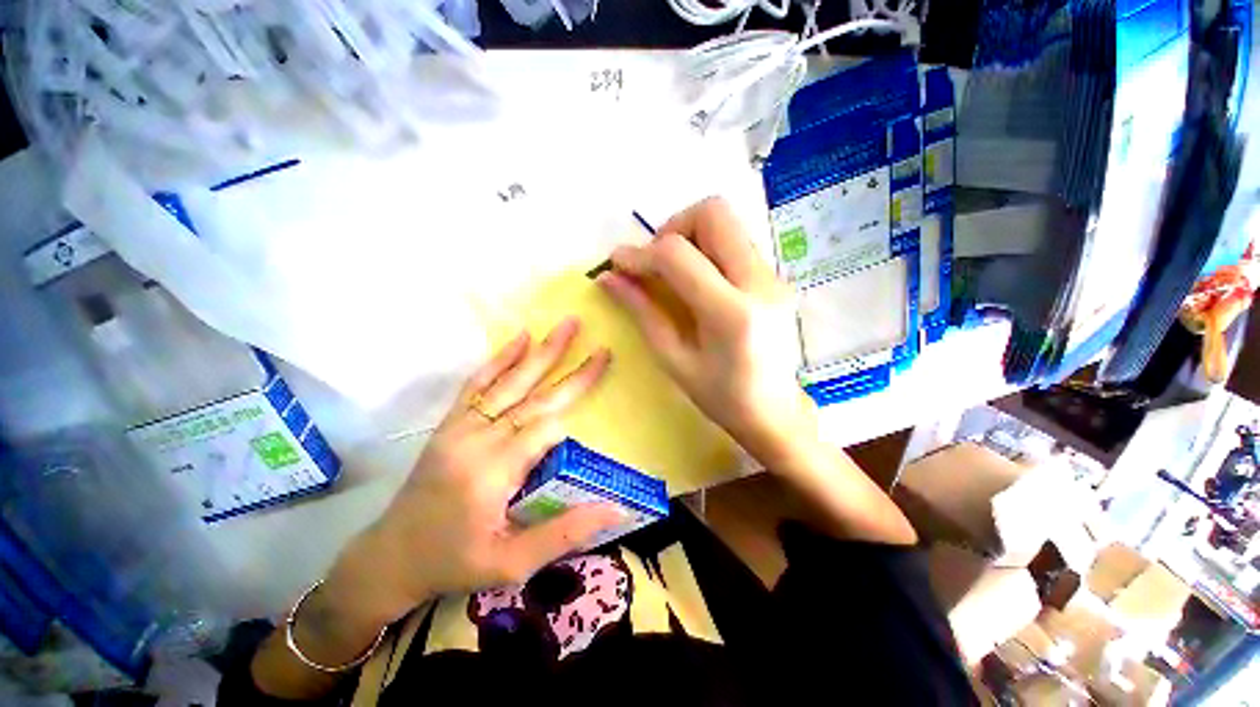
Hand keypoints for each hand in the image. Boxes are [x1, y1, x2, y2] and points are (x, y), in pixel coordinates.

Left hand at [306, 322, 624, 657]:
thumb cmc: (453, 563)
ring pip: (510, 382)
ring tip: (567, 326)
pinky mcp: (451, 422)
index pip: (545, 432)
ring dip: (542, 353)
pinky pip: (478, 383)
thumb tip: (616, 510)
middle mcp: (477, 440)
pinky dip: (501, 358)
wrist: (389, 558)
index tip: (583, 436)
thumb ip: (565, 534)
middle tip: (601, 350)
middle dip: (573, 373)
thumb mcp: (512, 565)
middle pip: (535, 399)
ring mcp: (461, 426)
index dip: (568, 427)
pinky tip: (521, 338)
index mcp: (492, 474)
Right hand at [597, 197, 817, 466]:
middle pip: (714, 213)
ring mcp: (773, 277)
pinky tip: (698, 282)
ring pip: (727, 223)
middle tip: (657, 263)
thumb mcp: (674, 360)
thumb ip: (642, 312)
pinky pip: (736, 243)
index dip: (640, 253)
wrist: (775, 412)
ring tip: (674, 273)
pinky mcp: (776, 278)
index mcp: (731, 313)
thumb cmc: (720, 397)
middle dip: (673, 228)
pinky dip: (708, 249)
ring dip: (691, 236)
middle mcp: (759, 283)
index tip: (618, 264)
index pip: (678, 255)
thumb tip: (609, 278)